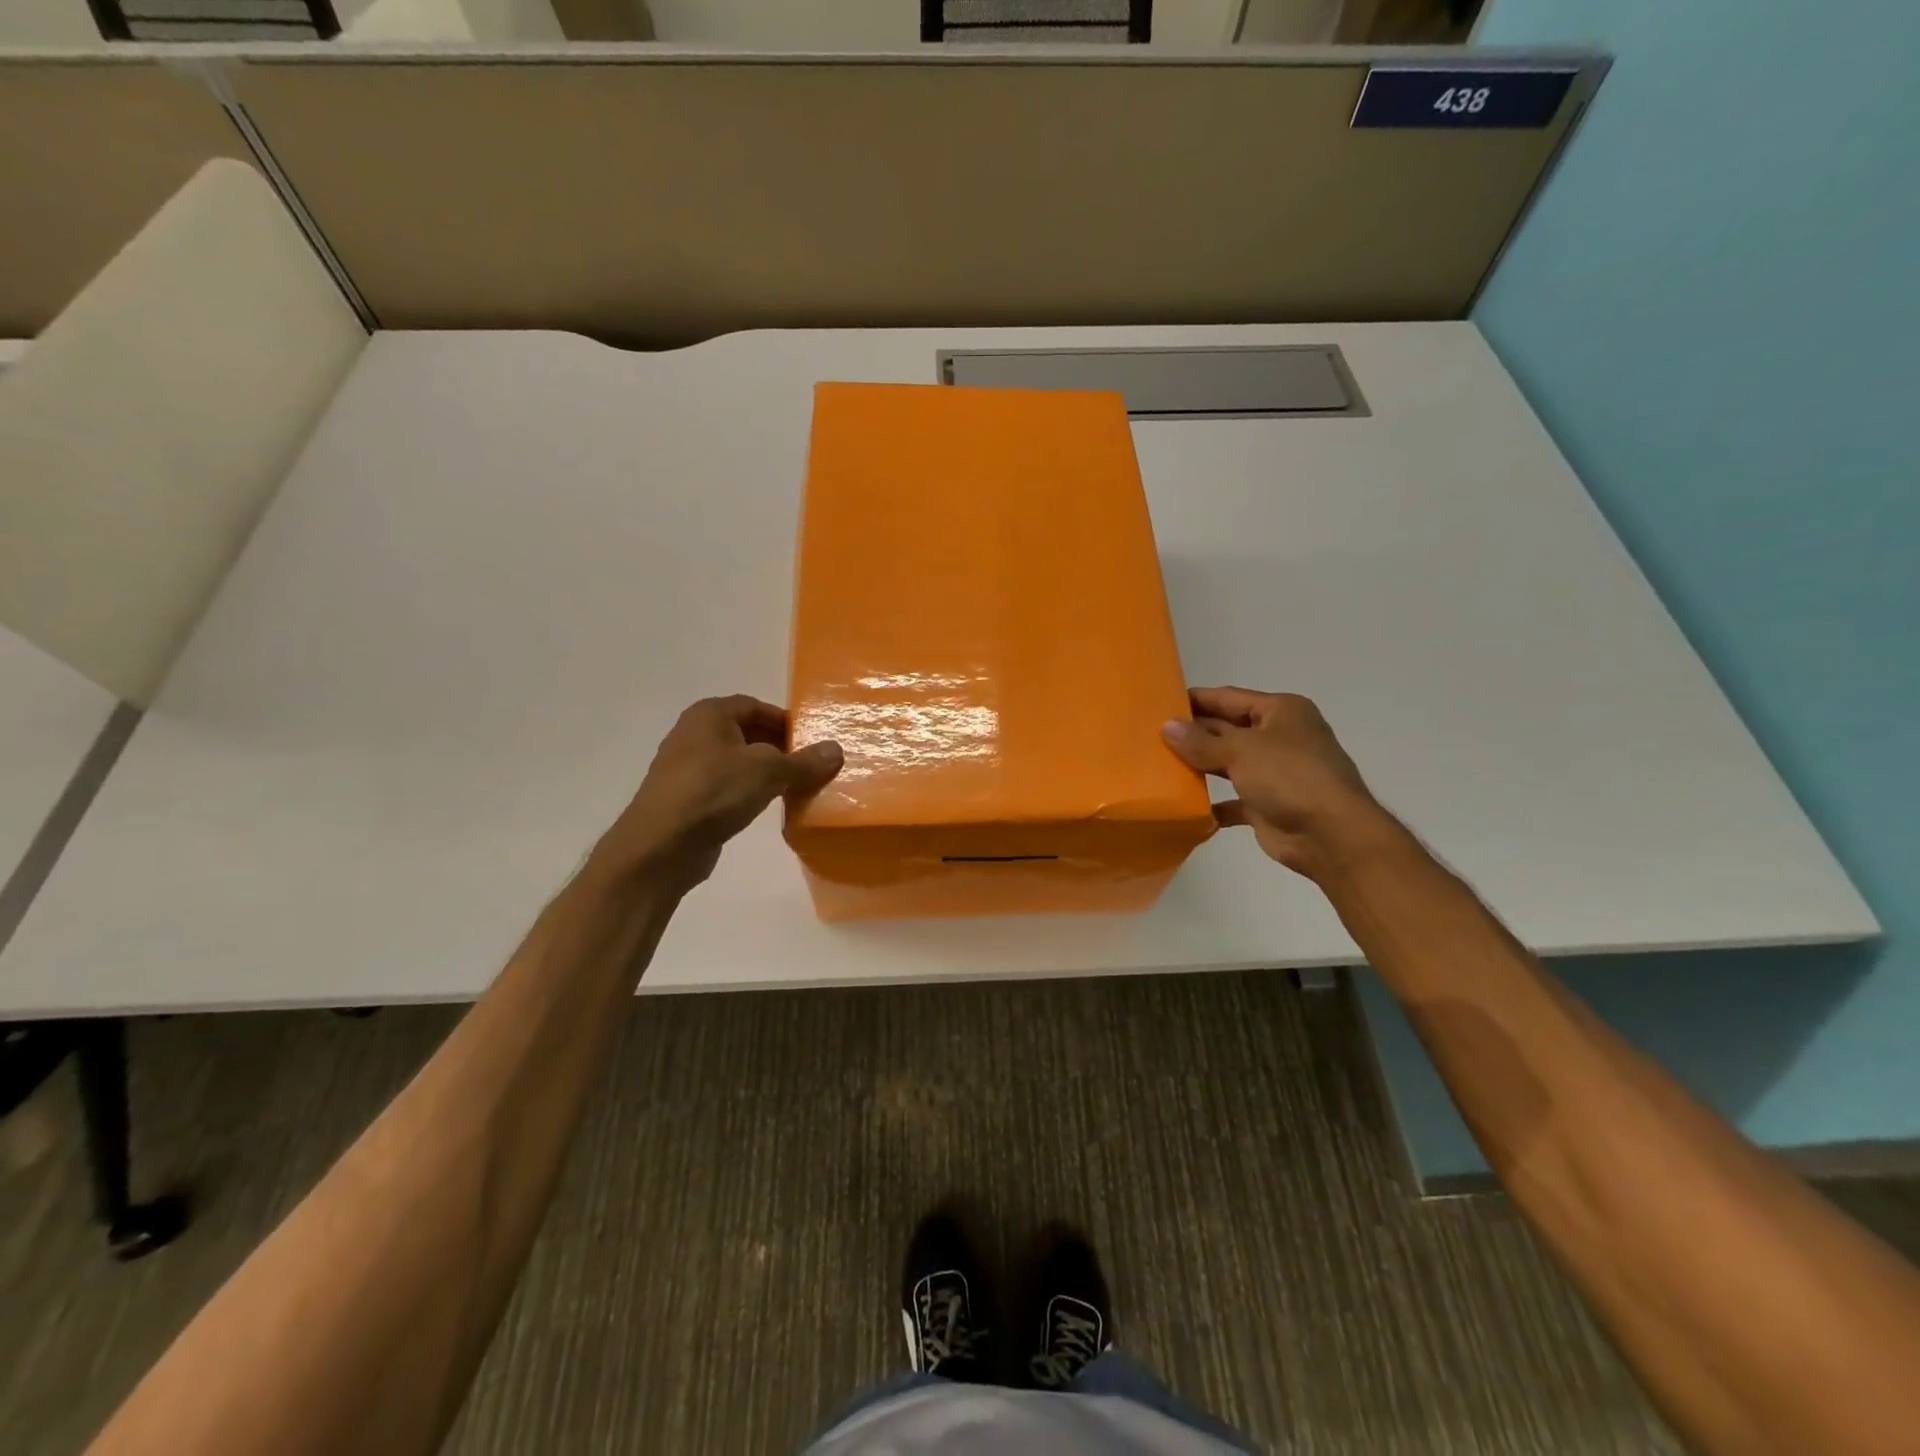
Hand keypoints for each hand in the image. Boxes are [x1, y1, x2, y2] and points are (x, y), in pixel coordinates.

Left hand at [593, 695, 842, 891]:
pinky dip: (748, 791)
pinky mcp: (688, 798)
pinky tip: (767, 806)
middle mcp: (695, 733)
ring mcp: (688, 767)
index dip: (787, 722)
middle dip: (780, 748)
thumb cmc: (714, 792)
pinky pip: (727, 786)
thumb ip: (804, 761)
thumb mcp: (768, 771)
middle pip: (748, 733)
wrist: (661, 846)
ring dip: (766, 772)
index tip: (813, 742)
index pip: (757, 707)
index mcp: (710, 714)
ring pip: (738, 761)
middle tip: (810, 766)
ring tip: (795, 787)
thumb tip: (836, 749)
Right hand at [1161, 687, 1391, 879]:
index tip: (1160, 702)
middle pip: (1227, 729)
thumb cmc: (1289, 777)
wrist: (1331, 835)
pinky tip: (1185, 805)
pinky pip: (1234, 799)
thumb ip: (1200, 741)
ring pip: (1229, 763)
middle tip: (1150, 735)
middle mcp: (1279, 737)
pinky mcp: (1269, 805)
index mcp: (1280, 711)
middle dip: (1194, 733)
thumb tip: (1166, 727)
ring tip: (1159, 765)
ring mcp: (1275, 772)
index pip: (1229, 697)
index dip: (1196, 699)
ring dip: (1200, 766)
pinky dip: (1213, 802)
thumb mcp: (1240, 751)